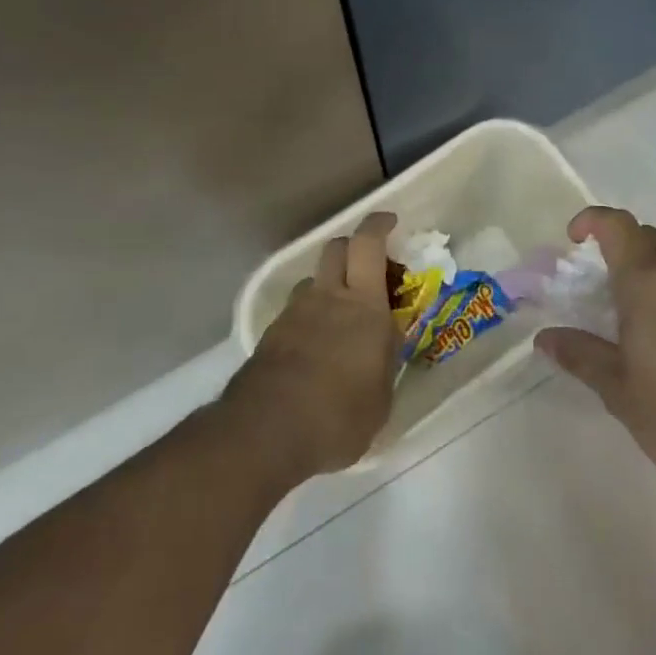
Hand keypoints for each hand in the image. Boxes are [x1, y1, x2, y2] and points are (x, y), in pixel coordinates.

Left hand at [221, 211, 398, 481]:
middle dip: (354, 247)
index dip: (378, 225)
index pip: (368, 244)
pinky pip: (295, 311)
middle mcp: (327, 297)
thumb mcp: (381, 396)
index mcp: (363, 304)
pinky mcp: (270, 336)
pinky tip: (316, 348)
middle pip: (336, 248)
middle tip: (370, 267)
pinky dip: (309, 317)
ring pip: (312, 280)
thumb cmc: (338, 416)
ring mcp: (294, 314)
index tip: (389, 222)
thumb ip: (384, 359)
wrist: (266, 433)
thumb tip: (384, 341)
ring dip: (329, 284)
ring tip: (341, 316)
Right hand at [533, 206, 655, 500]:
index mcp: (649, 280)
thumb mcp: (620, 390)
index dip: (590, 221)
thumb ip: (582, 356)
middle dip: (617, 249)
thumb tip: (546, 337)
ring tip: (629, 319)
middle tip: (595, 287)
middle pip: (646, 238)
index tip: (572, 242)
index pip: (616, 224)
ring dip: (648, 274)